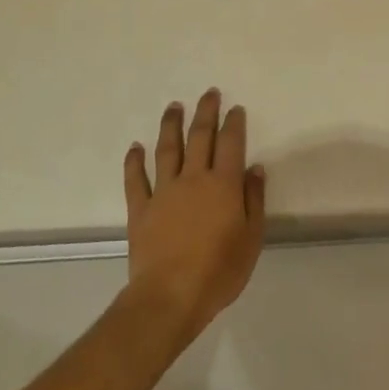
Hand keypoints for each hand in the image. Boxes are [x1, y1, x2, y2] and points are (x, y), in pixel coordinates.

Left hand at [122, 89, 265, 350]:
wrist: (170, 296)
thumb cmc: (219, 271)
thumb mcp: (251, 239)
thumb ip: (254, 200)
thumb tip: (254, 169)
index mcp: (222, 184)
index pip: (230, 144)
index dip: (233, 123)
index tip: (235, 108)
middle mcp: (193, 179)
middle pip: (199, 137)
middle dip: (205, 112)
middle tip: (209, 93)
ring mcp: (163, 191)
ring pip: (167, 149)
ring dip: (171, 125)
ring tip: (174, 106)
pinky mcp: (140, 209)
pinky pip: (136, 179)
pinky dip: (134, 161)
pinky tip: (135, 147)